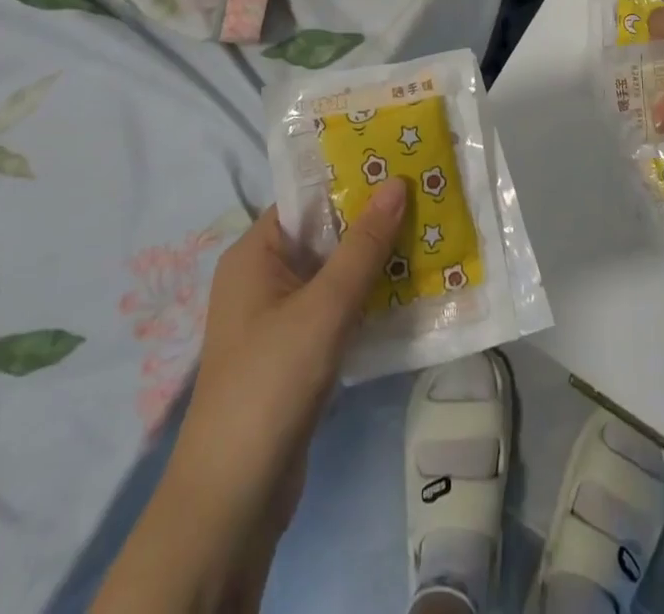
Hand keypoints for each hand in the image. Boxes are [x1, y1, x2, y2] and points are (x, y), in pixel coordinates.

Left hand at [175, 182, 408, 527]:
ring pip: (334, 273)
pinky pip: (335, 308)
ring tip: (428, 236)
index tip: (401, 166)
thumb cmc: (273, 382)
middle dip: (372, 221)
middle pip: (324, 234)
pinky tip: (409, 290)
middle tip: (425, 198)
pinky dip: (367, 297)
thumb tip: (396, 183)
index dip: (352, 181)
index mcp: (255, 254)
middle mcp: (263, 277)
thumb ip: (363, 246)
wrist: (235, 497)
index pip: (307, 199)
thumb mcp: (325, 307)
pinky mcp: (295, 351)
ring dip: (374, 261)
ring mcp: (278, 317)